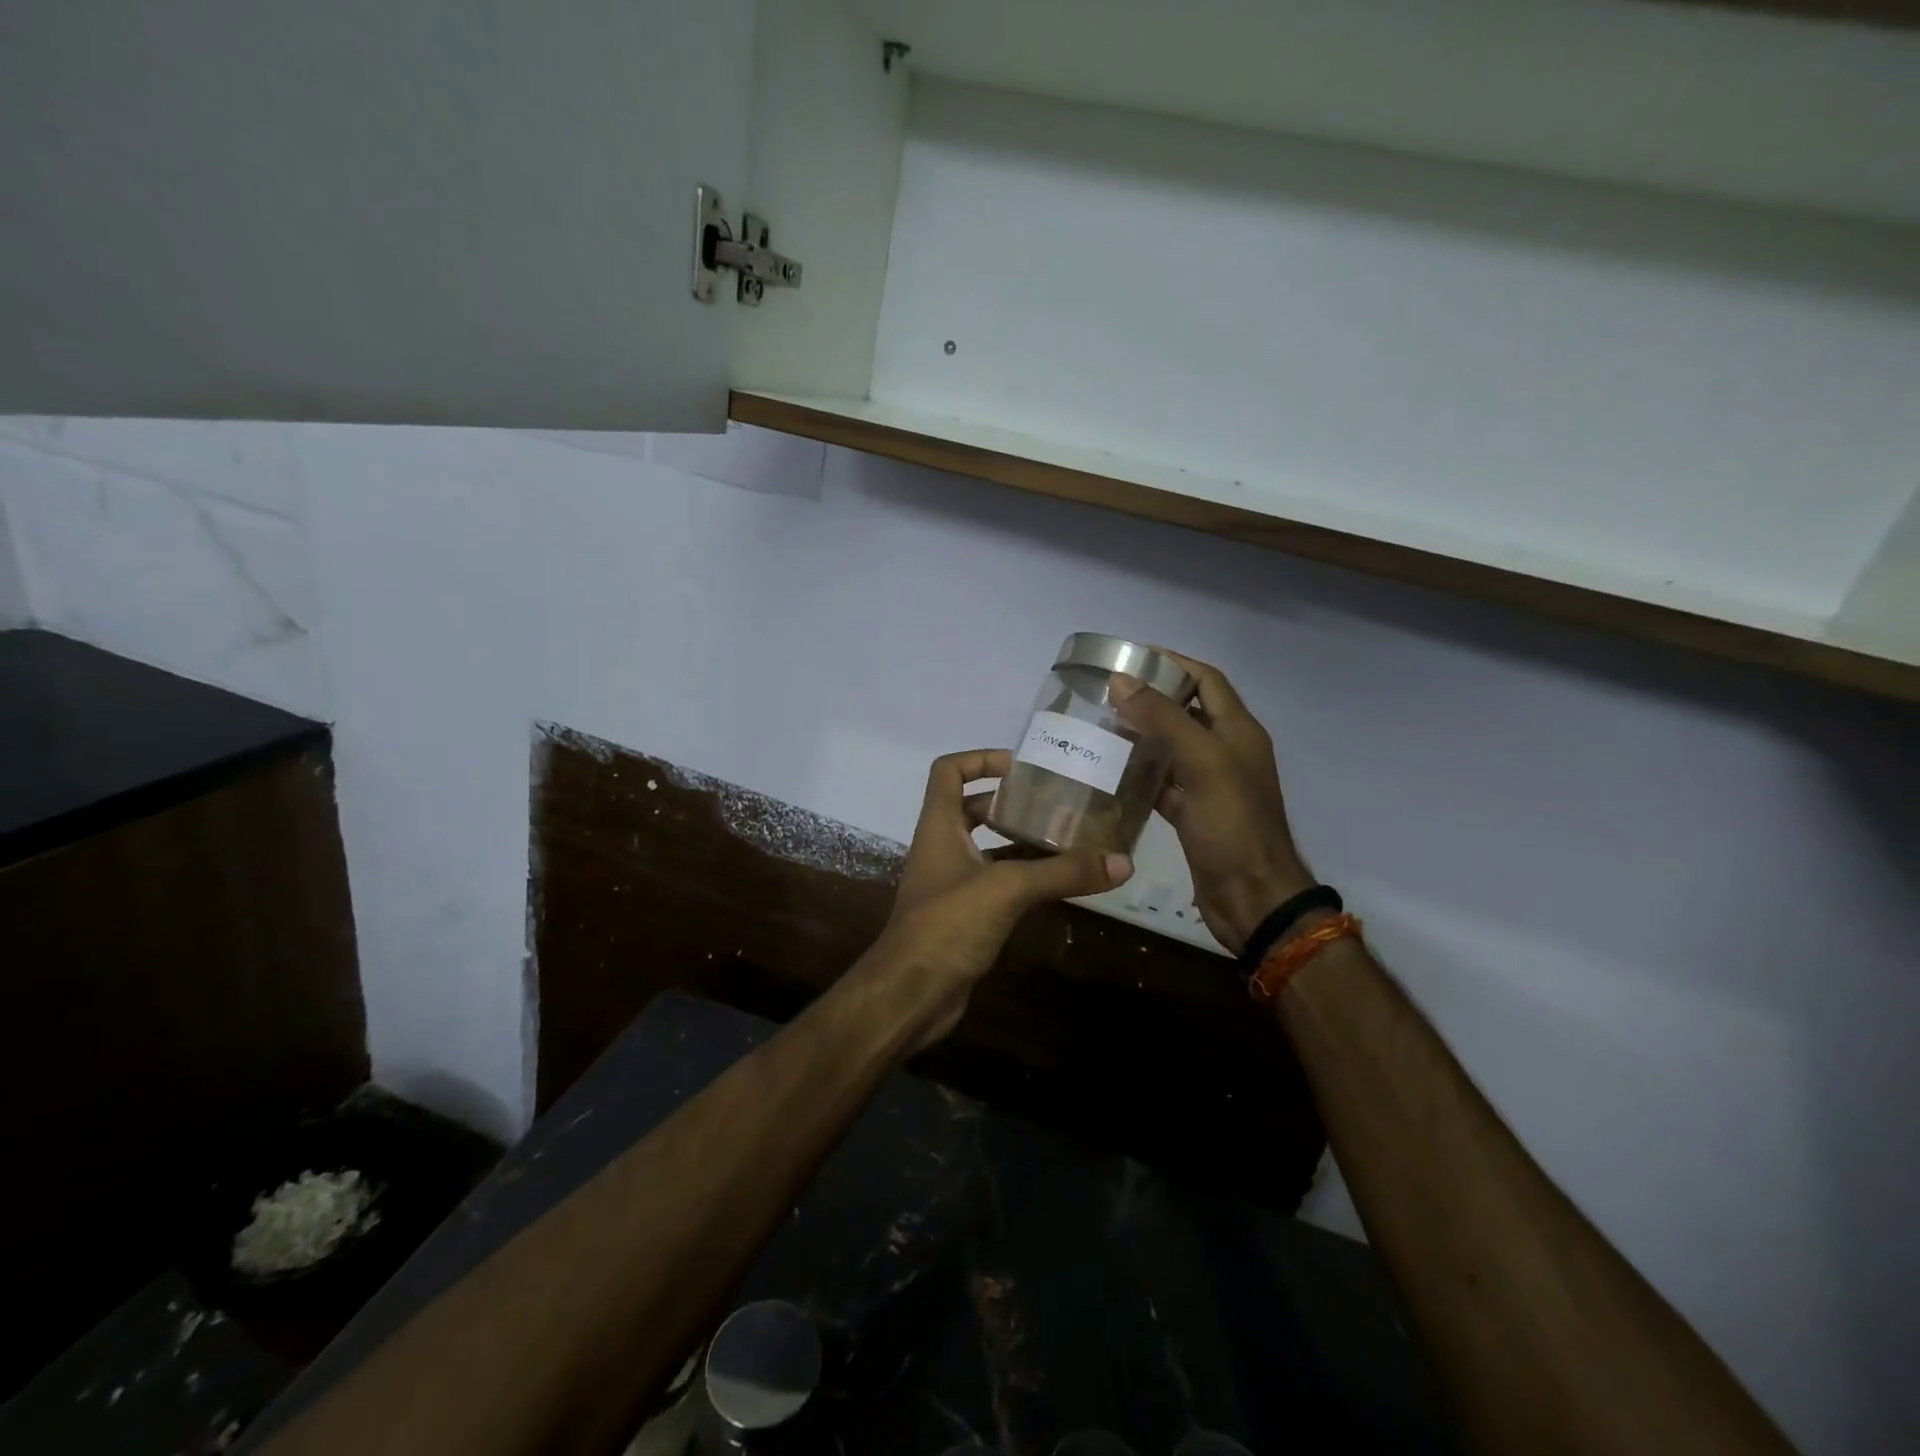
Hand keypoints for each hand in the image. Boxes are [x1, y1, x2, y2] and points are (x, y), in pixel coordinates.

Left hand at [870, 749, 1133, 1048]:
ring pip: (989, 849)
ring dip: (1022, 842)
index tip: (1022, 767)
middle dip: (1012, 803)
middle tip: (1058, 803)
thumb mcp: (1007, 888)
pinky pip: (998, 884)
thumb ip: (1062, 872)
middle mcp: (942, 848)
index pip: (948, 771)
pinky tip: (1059, 883)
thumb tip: (1122, 861)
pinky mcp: (965, 916)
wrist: (910, 994)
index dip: (980, 759)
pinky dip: (1025, 878)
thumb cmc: (947, 925)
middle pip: (974, 808)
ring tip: (1070, 838)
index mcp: (939, 826)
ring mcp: (952, 884)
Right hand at [1111, 653, 1312, 953]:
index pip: (1206, 680)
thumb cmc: (1232, 825)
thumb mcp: (1202, 763)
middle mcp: (1225, 752)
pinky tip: (1108, 771)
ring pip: (1171, 747)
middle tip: (1104, 692)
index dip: (1173, 662)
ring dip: (1140, 735)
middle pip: (1187, 710)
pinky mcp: (1192, 814)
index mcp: (1238, 731)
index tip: (1130, 656)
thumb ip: (1164, 719)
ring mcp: (1209, 785)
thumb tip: (1123, 680)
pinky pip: (1162, 783)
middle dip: (1150, 697)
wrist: (1252, 898)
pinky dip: (1139, 773)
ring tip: (1099, 725)